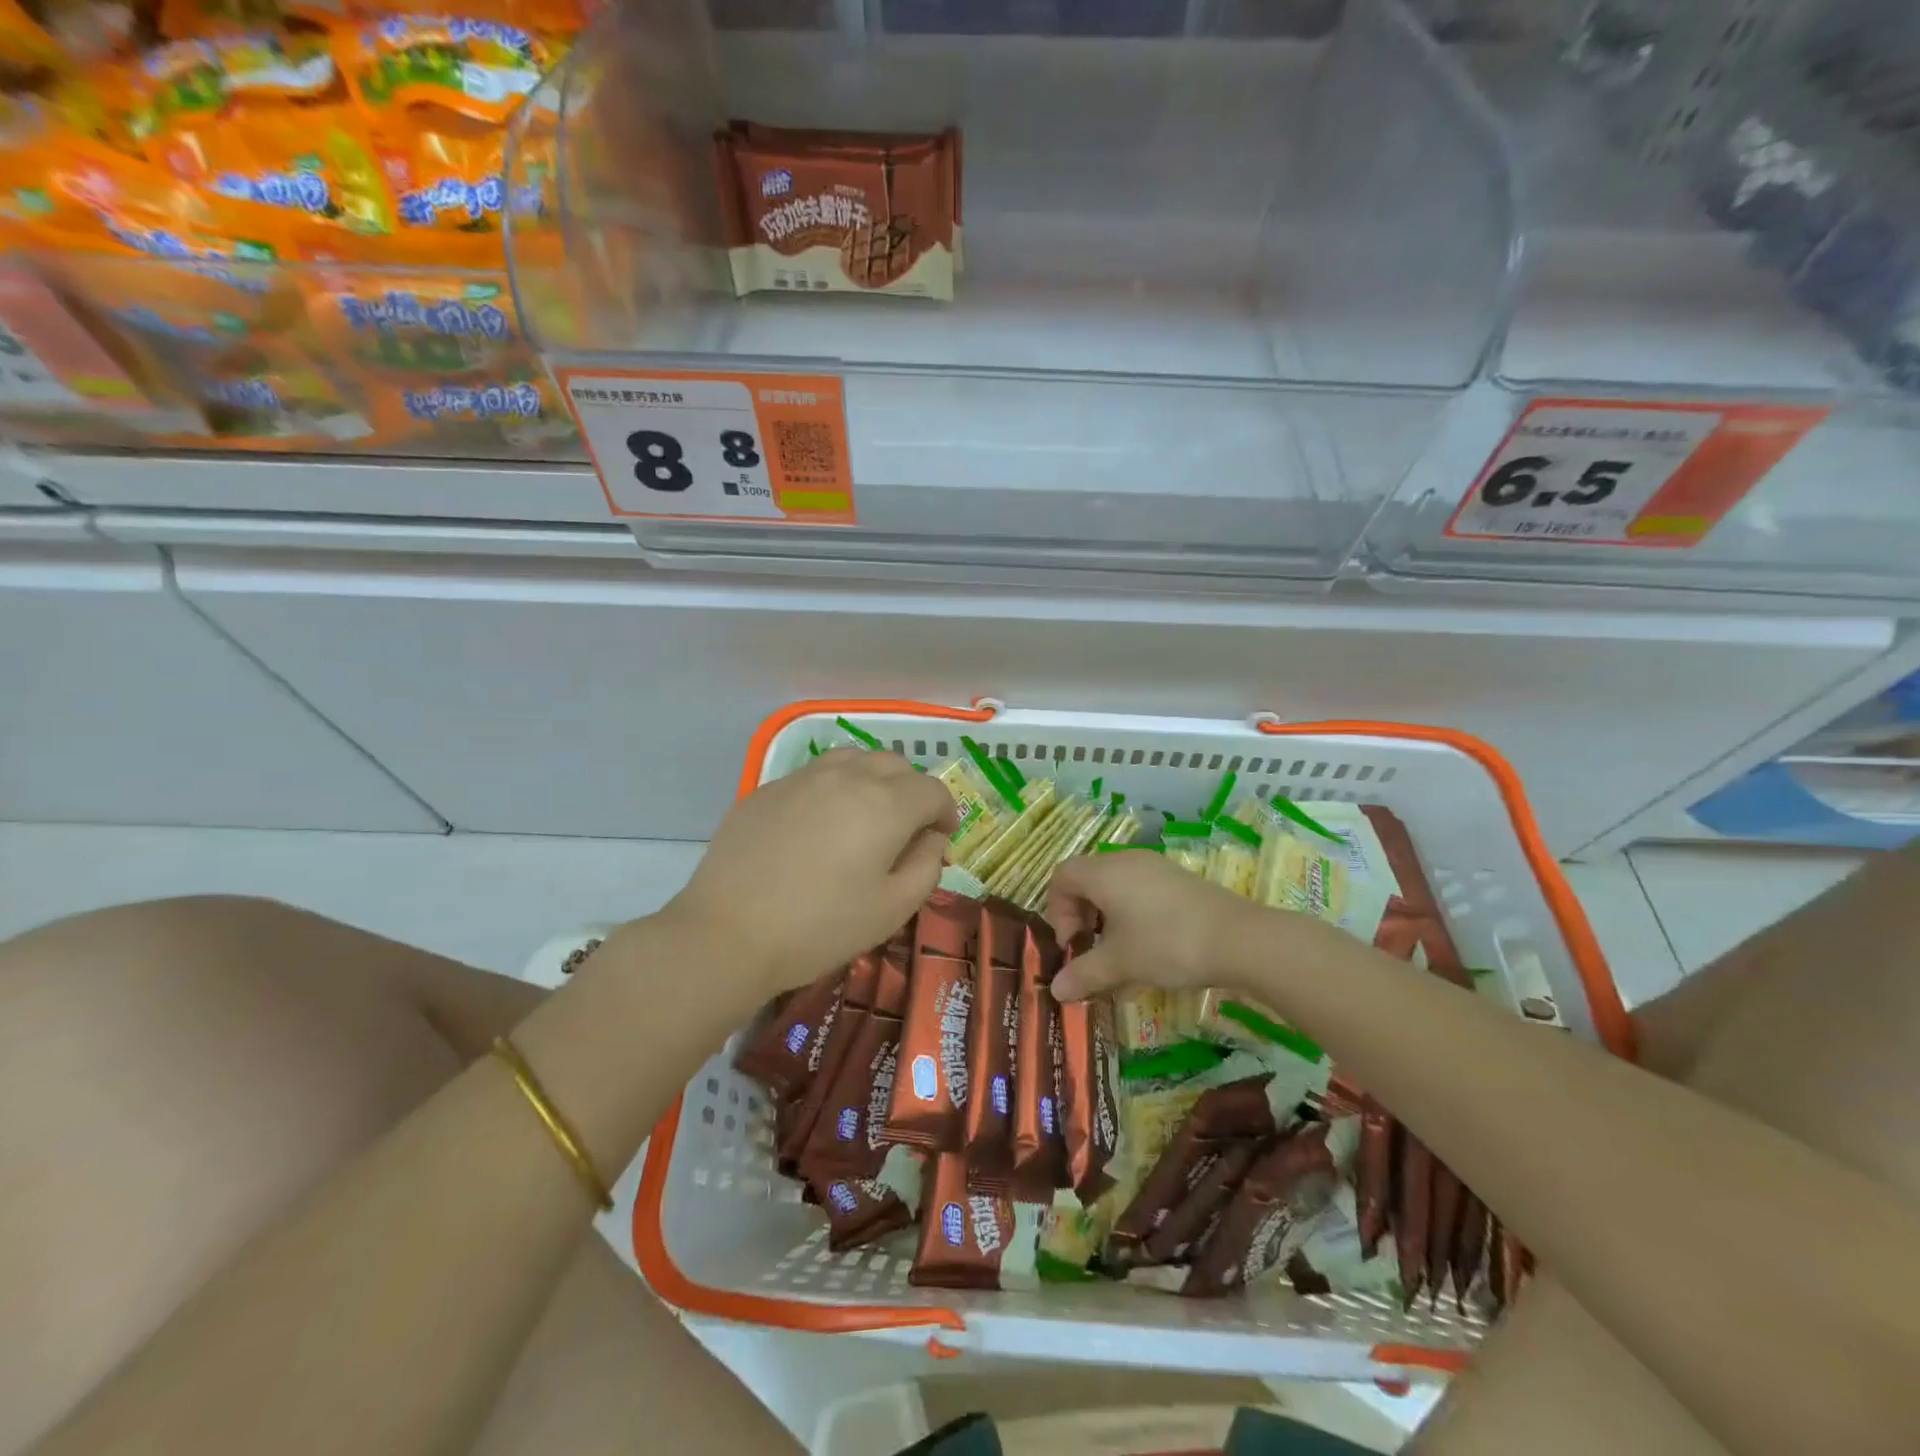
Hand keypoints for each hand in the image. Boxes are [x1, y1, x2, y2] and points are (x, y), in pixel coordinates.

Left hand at [665, 748, 958, 994]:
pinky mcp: (766, 790)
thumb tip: (932, 839)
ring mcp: (802, 778)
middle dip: (911, 790)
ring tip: (864, 816)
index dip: (946, 812)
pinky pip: (813, 776)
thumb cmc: (821, 927)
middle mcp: (847, 777)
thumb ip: (926, 866)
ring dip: (872, 780)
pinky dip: (831, 790)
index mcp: (885, 804)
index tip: (941, 838)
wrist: (728, 933)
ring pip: (852, 759)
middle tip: (906, 828)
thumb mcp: (893, 909)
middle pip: (895, 764)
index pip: (932, 789)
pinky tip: (816, 827)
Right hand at [1046, 850, 1274, 1001]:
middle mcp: (1126, 861)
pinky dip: (1132, 918)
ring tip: (1120, 957)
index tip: (1072, 944)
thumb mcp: (1119, 963)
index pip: (1062, 876)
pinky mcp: (1179, 881)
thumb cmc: (1166, 944)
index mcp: (1104, 872)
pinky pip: (1141, 892)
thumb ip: (1083, 974)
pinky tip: (1149, 952)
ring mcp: (1156, 867)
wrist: (1239, 939)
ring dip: (1108, 920)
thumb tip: (1056, 990)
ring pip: (1116, 887)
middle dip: (1081, 917)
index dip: (1057, 910)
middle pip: (1087, 880)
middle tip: (1091, 951)